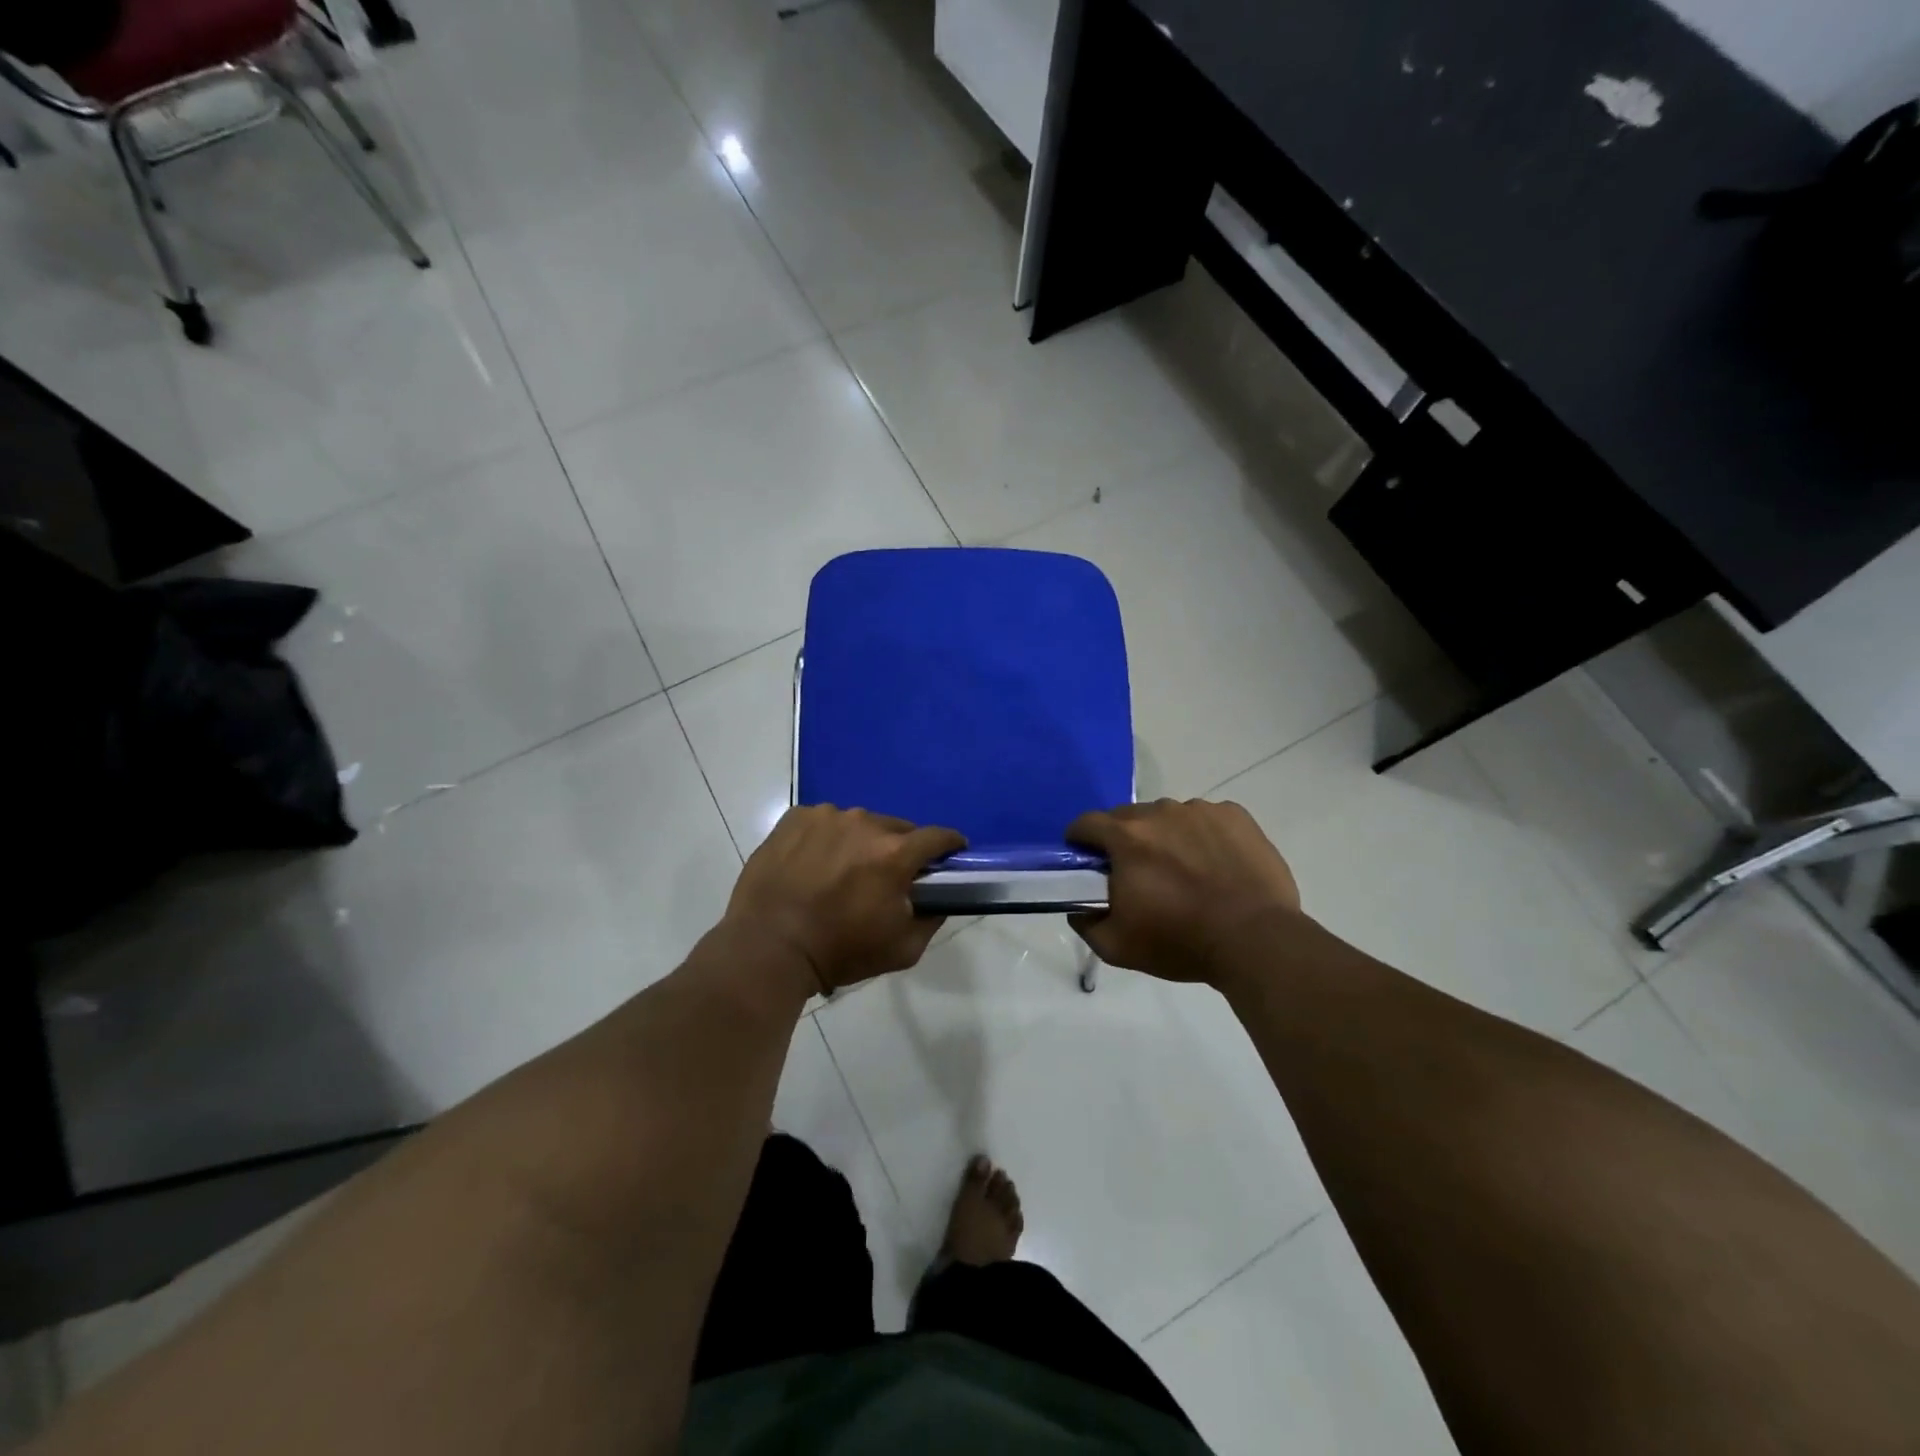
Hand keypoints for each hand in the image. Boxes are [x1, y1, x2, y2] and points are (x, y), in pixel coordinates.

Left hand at [726, 806, 965, 992]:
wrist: (767, 947)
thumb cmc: (839, 951)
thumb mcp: (902, 949)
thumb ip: (931, 920)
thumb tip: (939, 899)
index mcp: (894, 853)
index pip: (938, 837)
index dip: (950, 845)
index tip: (951, 855)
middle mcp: (864, 823)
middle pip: (897, 828)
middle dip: (900, 849)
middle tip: (887, 876)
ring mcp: (826, 816)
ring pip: (859, 823)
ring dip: (861, 842)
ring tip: (843, 872)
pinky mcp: (794, 818)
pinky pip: (823, 822)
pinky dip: (826, 838)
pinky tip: (813, 864)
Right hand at [1066, 799, 1300, 983]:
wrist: (1256, 940)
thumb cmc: (1180, 942)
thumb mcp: (1116, 947)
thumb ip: (1085, 923)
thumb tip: (1079, 907)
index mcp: (1126, 837)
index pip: (1086, 823)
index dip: (1080, 841)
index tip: (1087, 862)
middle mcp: (1160, 812)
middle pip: (1128, 817)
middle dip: (1124, 840)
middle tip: (1137, 873)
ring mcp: (1201, 810)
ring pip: (1169, 817)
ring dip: (1166, 837)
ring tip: (1184, 871)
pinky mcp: (1235, 816)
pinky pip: (1207, 819)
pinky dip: (1203, 836)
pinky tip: (1216, 865)